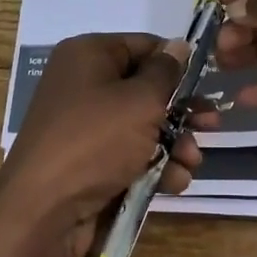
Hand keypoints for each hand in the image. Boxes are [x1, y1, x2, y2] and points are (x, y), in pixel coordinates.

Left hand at [0, 33, 201, 256]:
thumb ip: (167, 73)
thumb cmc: (95, 140)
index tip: (207, 82)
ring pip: (142, 126)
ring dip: (174, 143)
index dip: (177, 63)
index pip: (143, 46)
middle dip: (182, 111)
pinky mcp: (88, 162)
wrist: (43, 211)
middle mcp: (83, 85)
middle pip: (146, 89)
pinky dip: (154, 166)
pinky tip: (173, 182)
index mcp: (88, 56)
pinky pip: (129, 154)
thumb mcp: (140, 101)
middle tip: (212, 126)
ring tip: (192, 162)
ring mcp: (84, 126)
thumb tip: (179, 45)